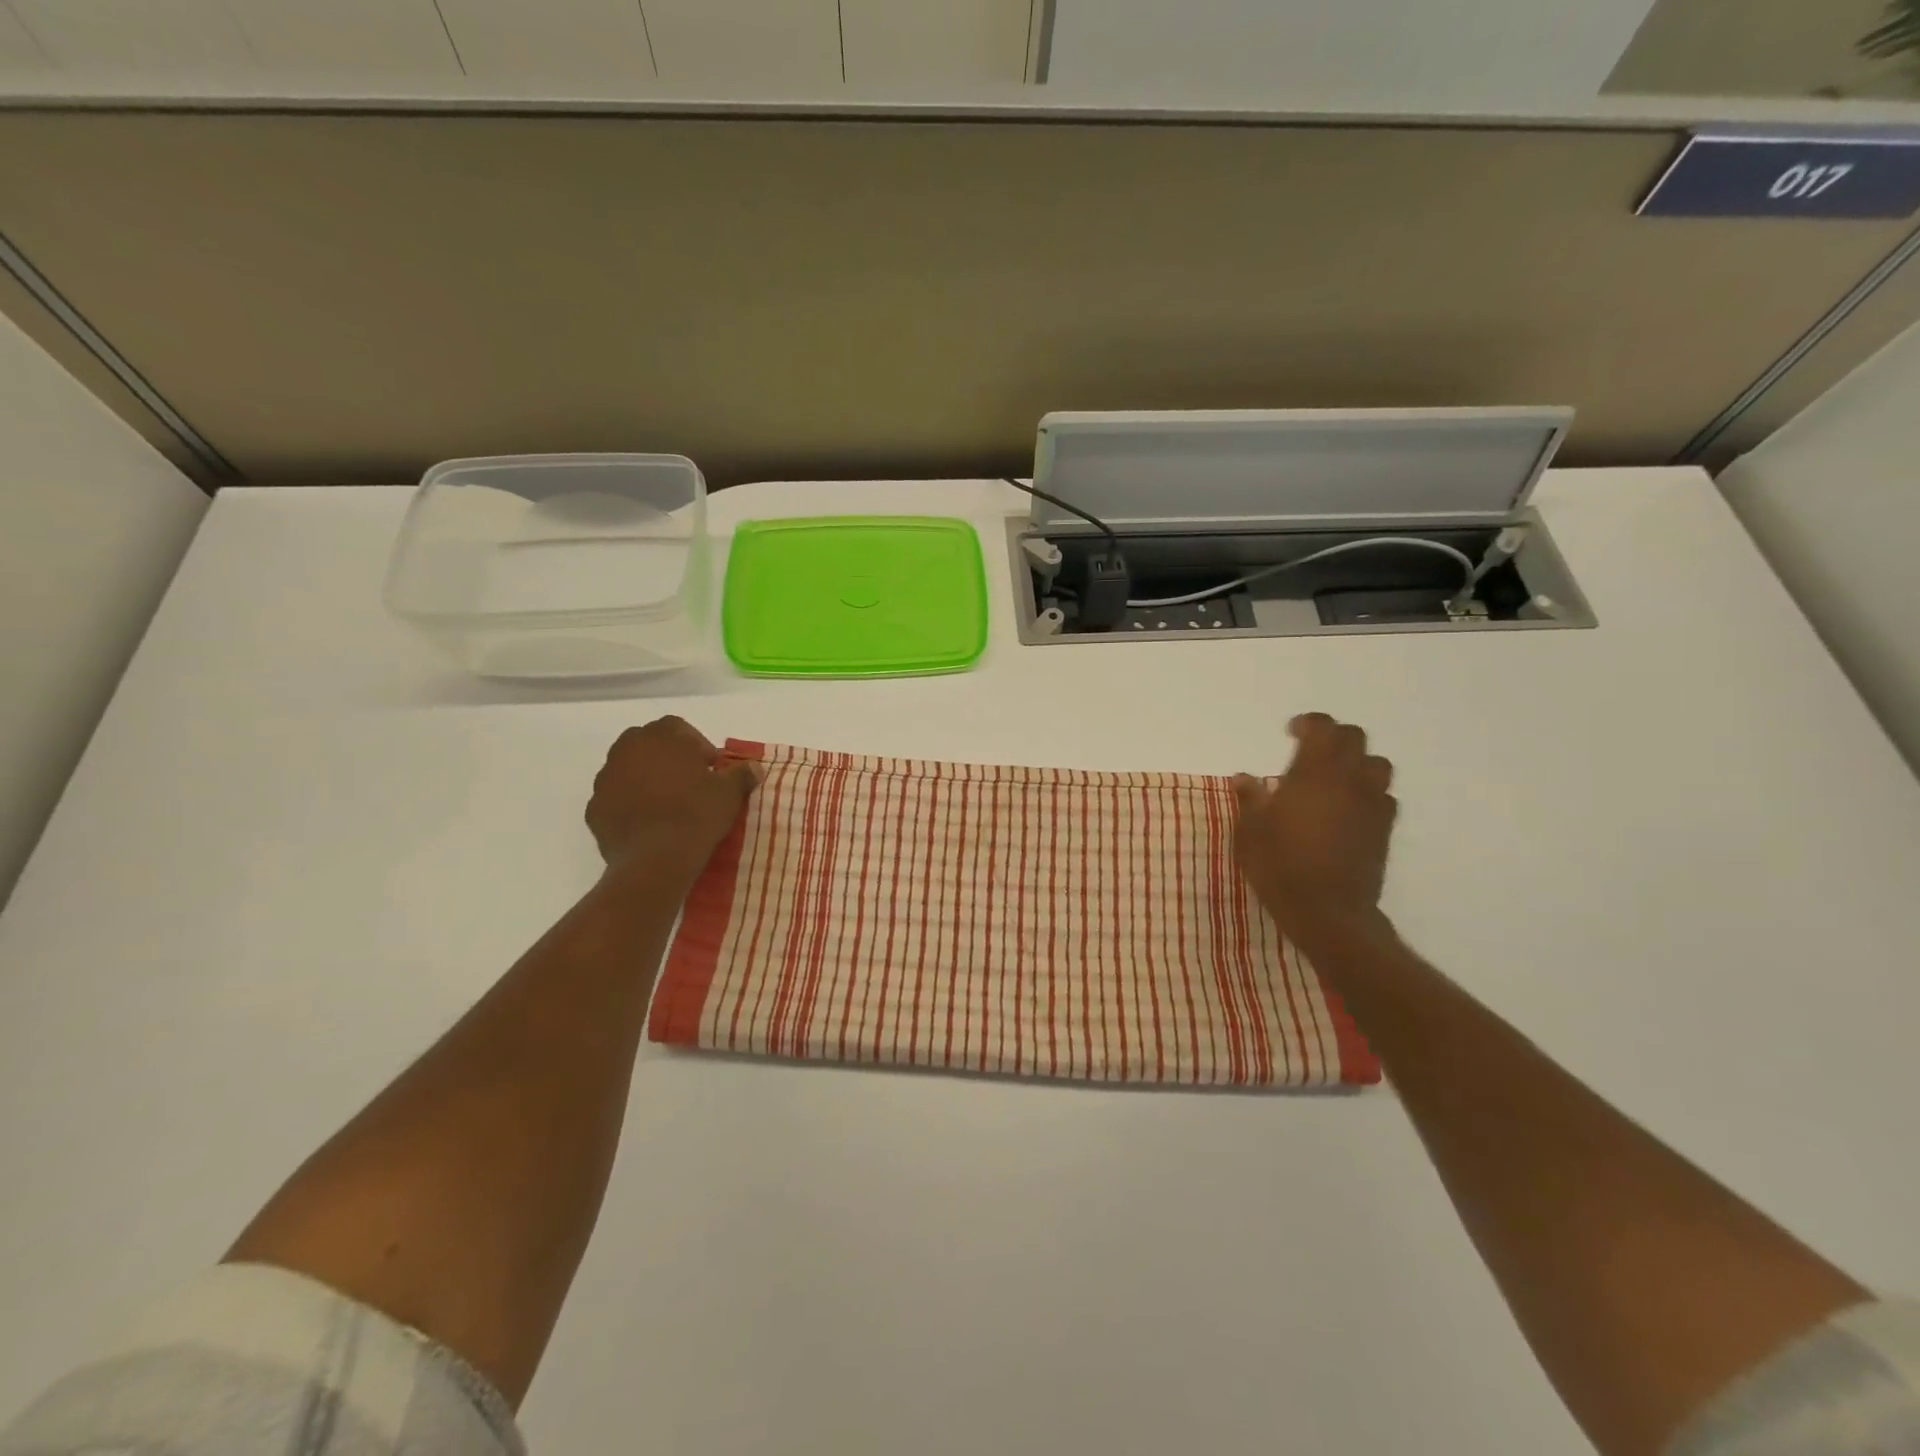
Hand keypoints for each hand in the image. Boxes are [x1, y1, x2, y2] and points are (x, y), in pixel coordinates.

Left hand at [586, 717, 758, 878]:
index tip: (709, 769)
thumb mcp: (729, 794)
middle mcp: (628, 749)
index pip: (679, 728)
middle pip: (648, 744)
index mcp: (662, 736)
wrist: (655, 859)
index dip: (696, 746)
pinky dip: (629, 805)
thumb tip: (753, 767)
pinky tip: (647, 825)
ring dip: (645, 780)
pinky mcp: (594, 808)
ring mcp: (606, 778)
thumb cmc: (696, 815)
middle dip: (667, 759)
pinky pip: (615, 799)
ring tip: (667, 806)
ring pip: (628, 770)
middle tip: (688, 784)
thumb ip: (741, 774)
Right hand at [1234, 713, 1396, 943]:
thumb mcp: (1250, 831)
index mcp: (1314, 774)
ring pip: (1378, 765)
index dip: (1309, 723)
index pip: (1323, 729)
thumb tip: (1244, 778)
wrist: (1327, 911)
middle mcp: (1348, 781)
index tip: (1291, 732)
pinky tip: (1349, 808)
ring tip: (1335, 777)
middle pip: (1355, 739)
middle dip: (1334, 737)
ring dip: (1357, 762)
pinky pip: (1383, 797)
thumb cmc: (1280, 866)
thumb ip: (1250, 799)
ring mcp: (1371, 804)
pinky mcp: (1384, 830)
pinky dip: (1368, 793)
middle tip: (1311, 750)